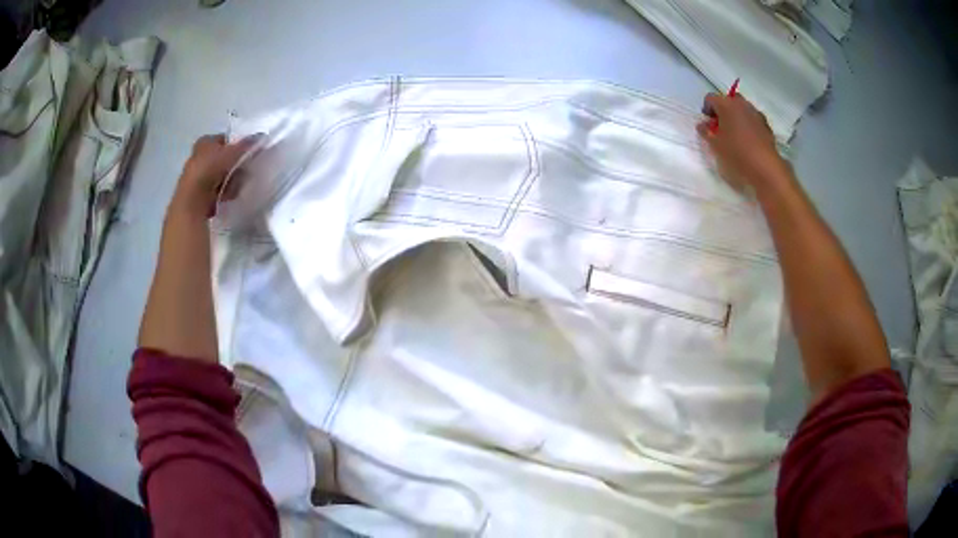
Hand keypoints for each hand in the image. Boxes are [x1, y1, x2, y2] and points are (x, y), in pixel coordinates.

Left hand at [170, 134, 260, 217]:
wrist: (194, 199)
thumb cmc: (210, 168)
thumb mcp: (232, 152)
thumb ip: (247, 144)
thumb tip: (261, 137)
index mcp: (205, 141)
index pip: (226, 140)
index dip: (238, 145)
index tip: (248, 154)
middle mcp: (200, 156)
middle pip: (224, 158)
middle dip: (235, 166)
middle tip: (244, 171)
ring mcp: (199, 175)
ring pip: (223, 175)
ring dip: (231, 181)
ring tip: (236, 186)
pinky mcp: (200, 192)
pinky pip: (218, 189)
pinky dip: (225, 192)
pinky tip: (228, 196)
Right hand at [696, 93, 790, 192]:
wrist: (765, 168)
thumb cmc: (736, 154)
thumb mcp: (715, 145)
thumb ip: (705, 132)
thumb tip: (702, 125)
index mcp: (726, 104)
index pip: (710, 98)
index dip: (706, 109)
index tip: (707, 124)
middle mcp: (741, 104)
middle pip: (728, 100)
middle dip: (723, 110)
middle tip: (721, 127)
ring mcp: (755, 113)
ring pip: (742, 109)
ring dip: (737, 117)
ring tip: (735, 135)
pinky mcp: (766, 125)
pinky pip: (753, 119)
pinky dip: (748, 125)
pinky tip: (748, 141)